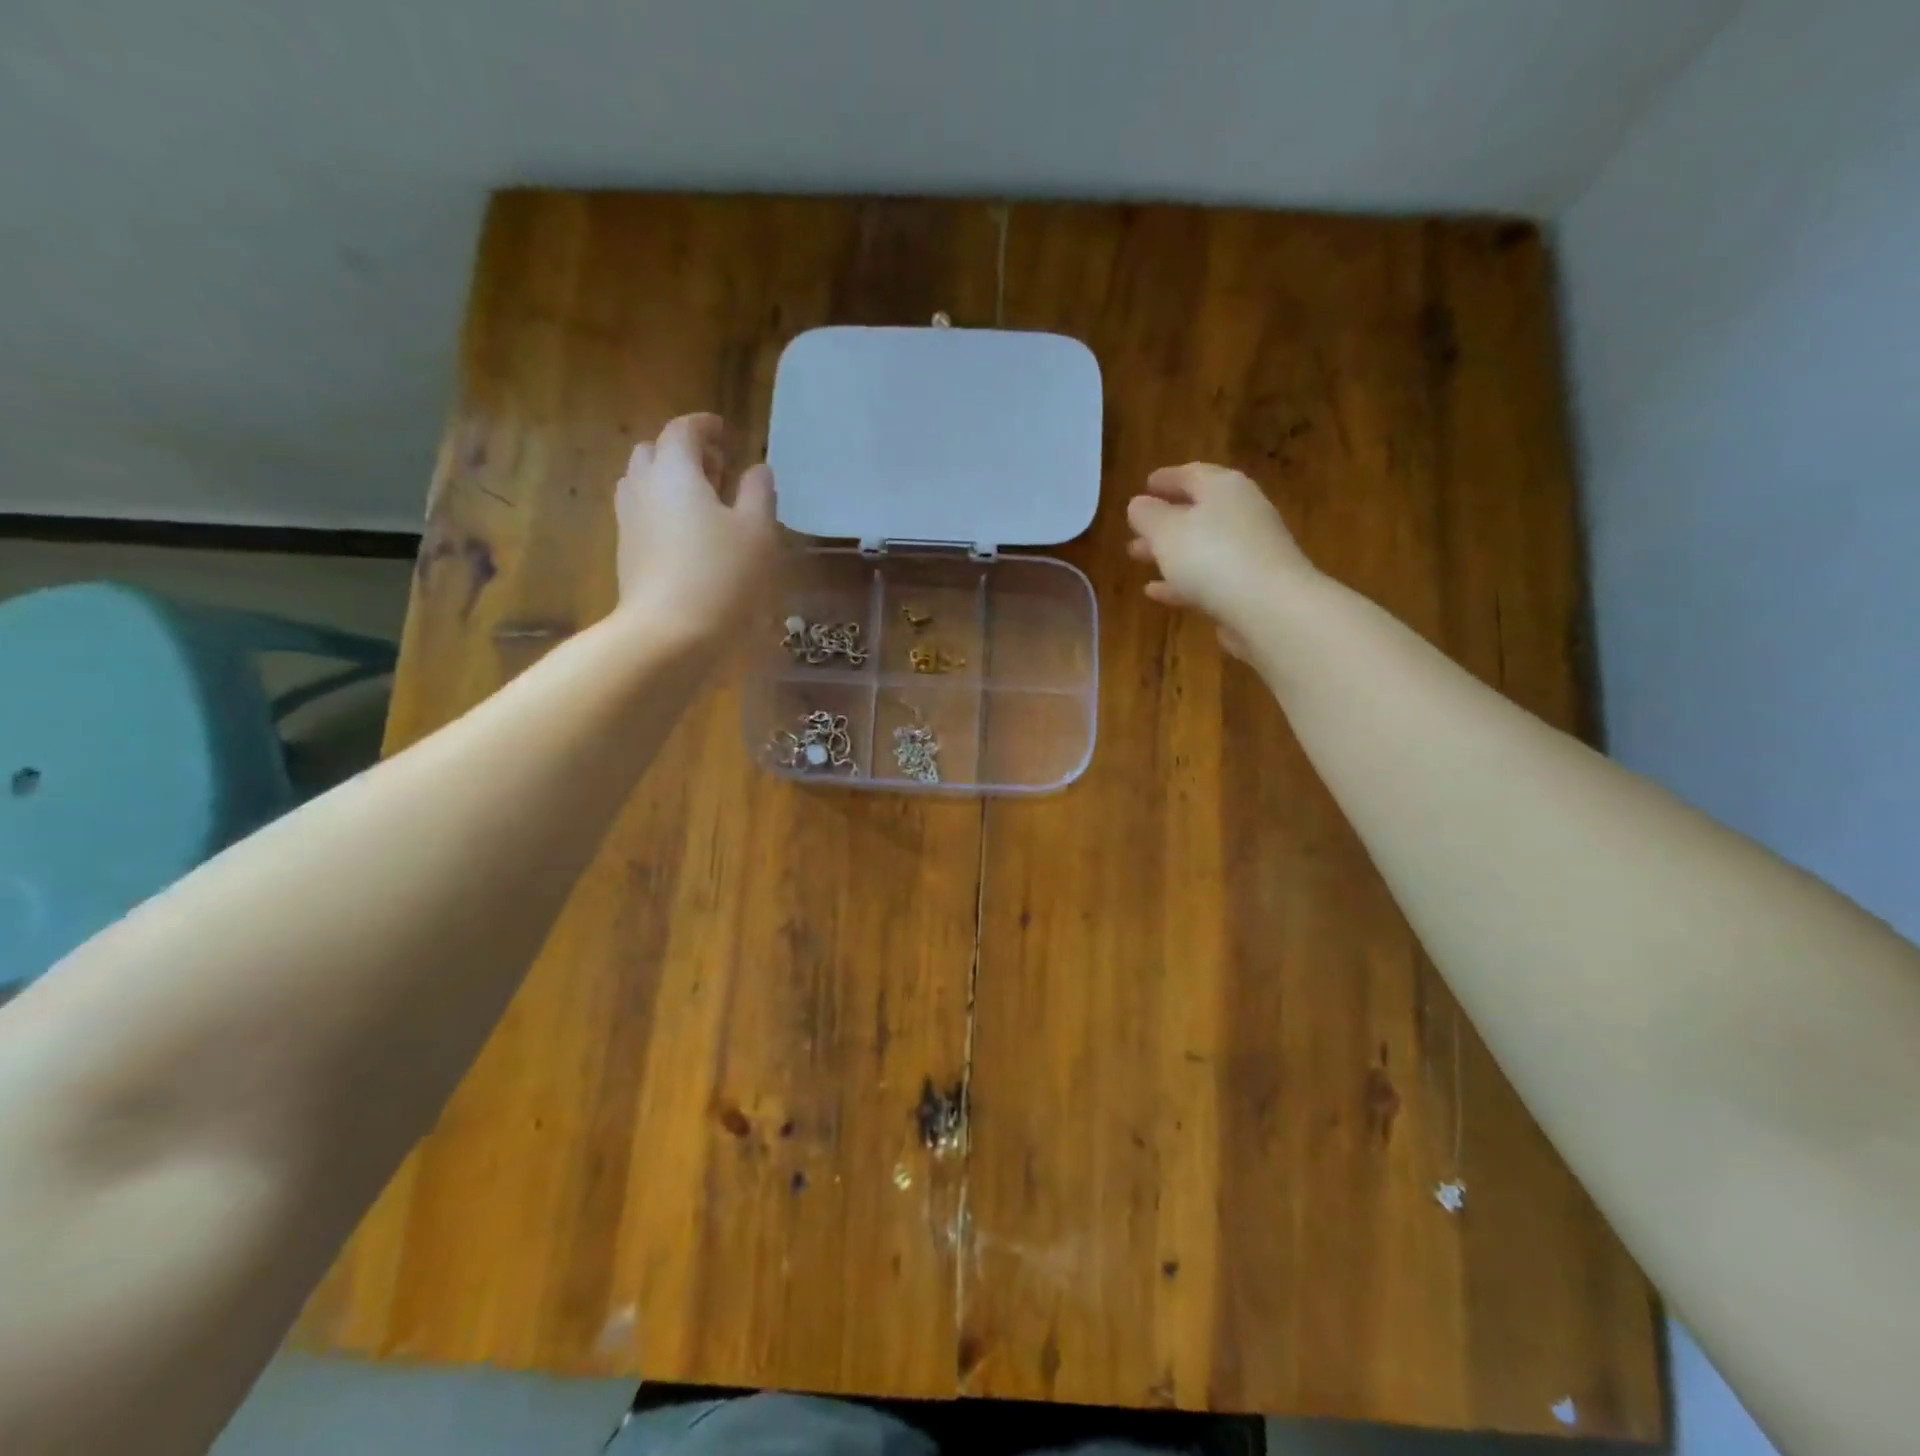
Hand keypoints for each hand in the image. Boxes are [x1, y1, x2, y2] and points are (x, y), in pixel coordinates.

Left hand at [613, 413, 776, 642]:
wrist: (668, 632)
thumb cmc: (721, 575)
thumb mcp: (757, 531)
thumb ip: (758, 493)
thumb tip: (757, 470)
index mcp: (674, 471)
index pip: (682, 430)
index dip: (703, 426)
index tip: (724, 431)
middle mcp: (643, 487)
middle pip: (654, 452)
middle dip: (684, 453)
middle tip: (717, 470)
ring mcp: (629, 521)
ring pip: (643, 483)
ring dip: (670, 482)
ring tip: (703, 503)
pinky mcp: (626, 553)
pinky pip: (642, 515)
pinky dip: (663, 510)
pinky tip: (688, 536)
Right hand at [1126, 463, 1314, 655]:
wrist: (1269, 608)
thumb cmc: (1212, 557)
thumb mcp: (1166, 531)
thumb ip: (1147, 515)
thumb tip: (1138, 504)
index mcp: (1223, 488)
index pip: (1192, 474)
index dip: (1166, 479)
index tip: (1145, 484)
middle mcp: (1242, 513)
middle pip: (1198, 511)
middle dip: (1164, 521)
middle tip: (1135, 529)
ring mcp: (1249, 551)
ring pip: (1201, 546)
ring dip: (1169, 552)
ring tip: (1138, 558)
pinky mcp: (1249, 586)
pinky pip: (1208, 577)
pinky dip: (1182, 581)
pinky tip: (1156, 593)